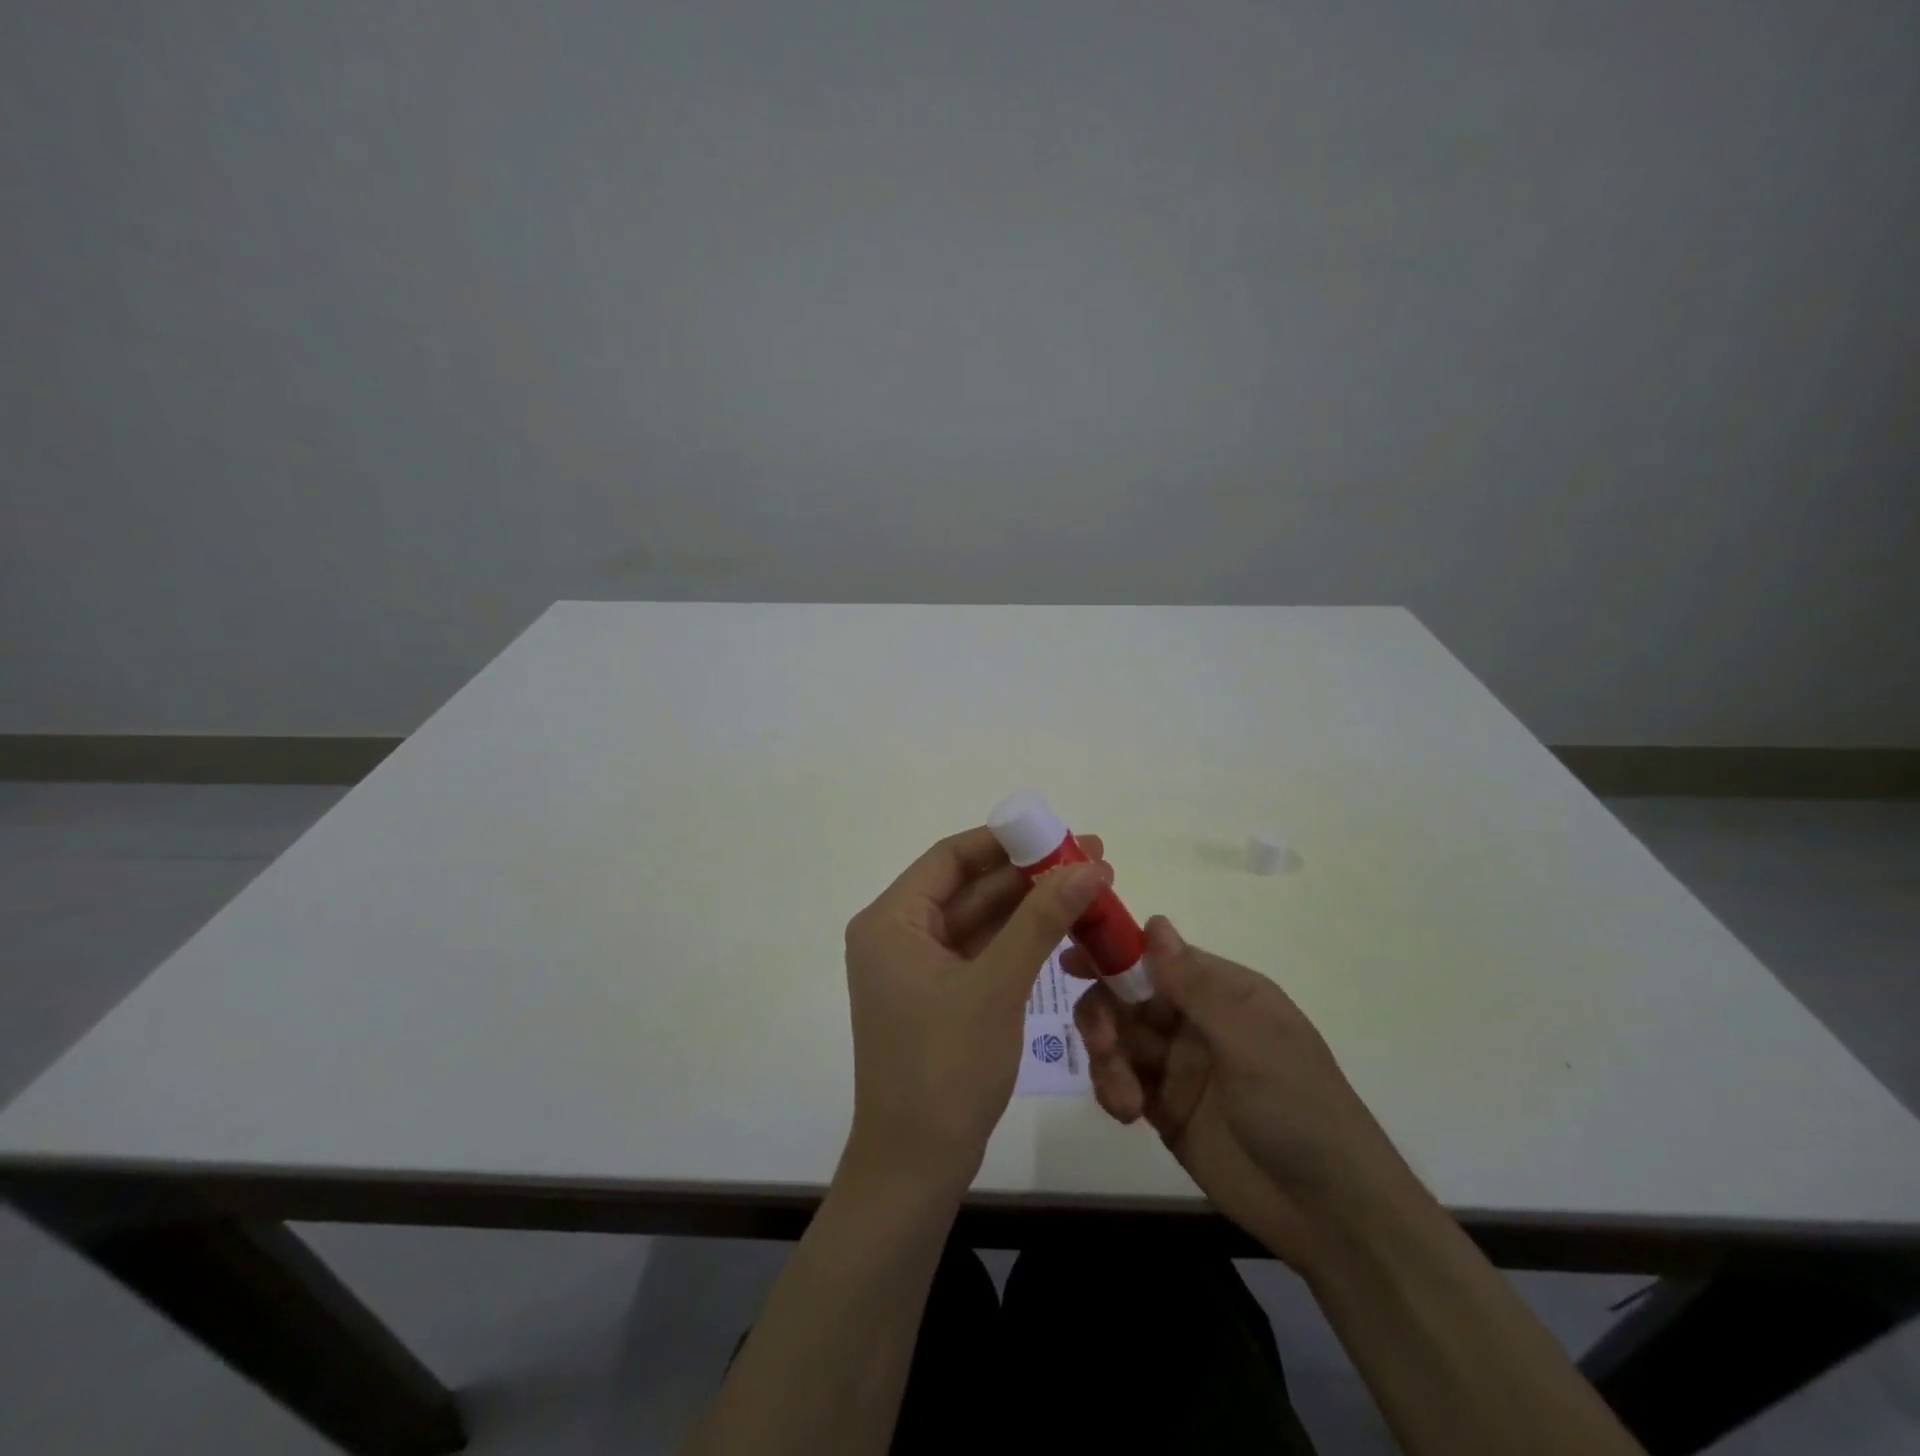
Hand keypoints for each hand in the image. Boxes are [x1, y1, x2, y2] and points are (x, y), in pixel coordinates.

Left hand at [842, 827, 1110, 1193]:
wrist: (917, 1166)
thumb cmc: (946, 1068)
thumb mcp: (997, 986)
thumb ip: (1041, 920)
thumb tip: (1089, 866)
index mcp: (891, 920)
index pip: (950, 857)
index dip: (1006, 840)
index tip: (1058, 832)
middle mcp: (899, 934)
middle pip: (969, 886)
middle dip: (1029, 874)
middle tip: (1092, 858)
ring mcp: (920, 967)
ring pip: (981, 919)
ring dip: (1031, 905)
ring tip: (1092, 886)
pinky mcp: (941, 995)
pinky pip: (983, 951)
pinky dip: (1021, 939)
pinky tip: (1065, 926)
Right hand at [1069, 916, 1409, 1270]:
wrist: (1331, 1216)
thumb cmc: (1298, 1109)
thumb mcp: (1249, 1041)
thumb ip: (1194, 986)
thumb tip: (1154, 922)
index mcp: (1224, 992)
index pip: (1157, 957)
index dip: (1115, 954)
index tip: (1072, 962)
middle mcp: (1197, 1021)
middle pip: (1127, 997)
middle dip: (1104, 1014)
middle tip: (1102, 1043)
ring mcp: (1179, 1066)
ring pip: (1118, 1039)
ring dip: (1107, 1058)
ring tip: (1123, 1096)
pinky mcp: (1165, 1109)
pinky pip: (1121, 1082)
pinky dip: (1112, 1090)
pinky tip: (1126, 1112)